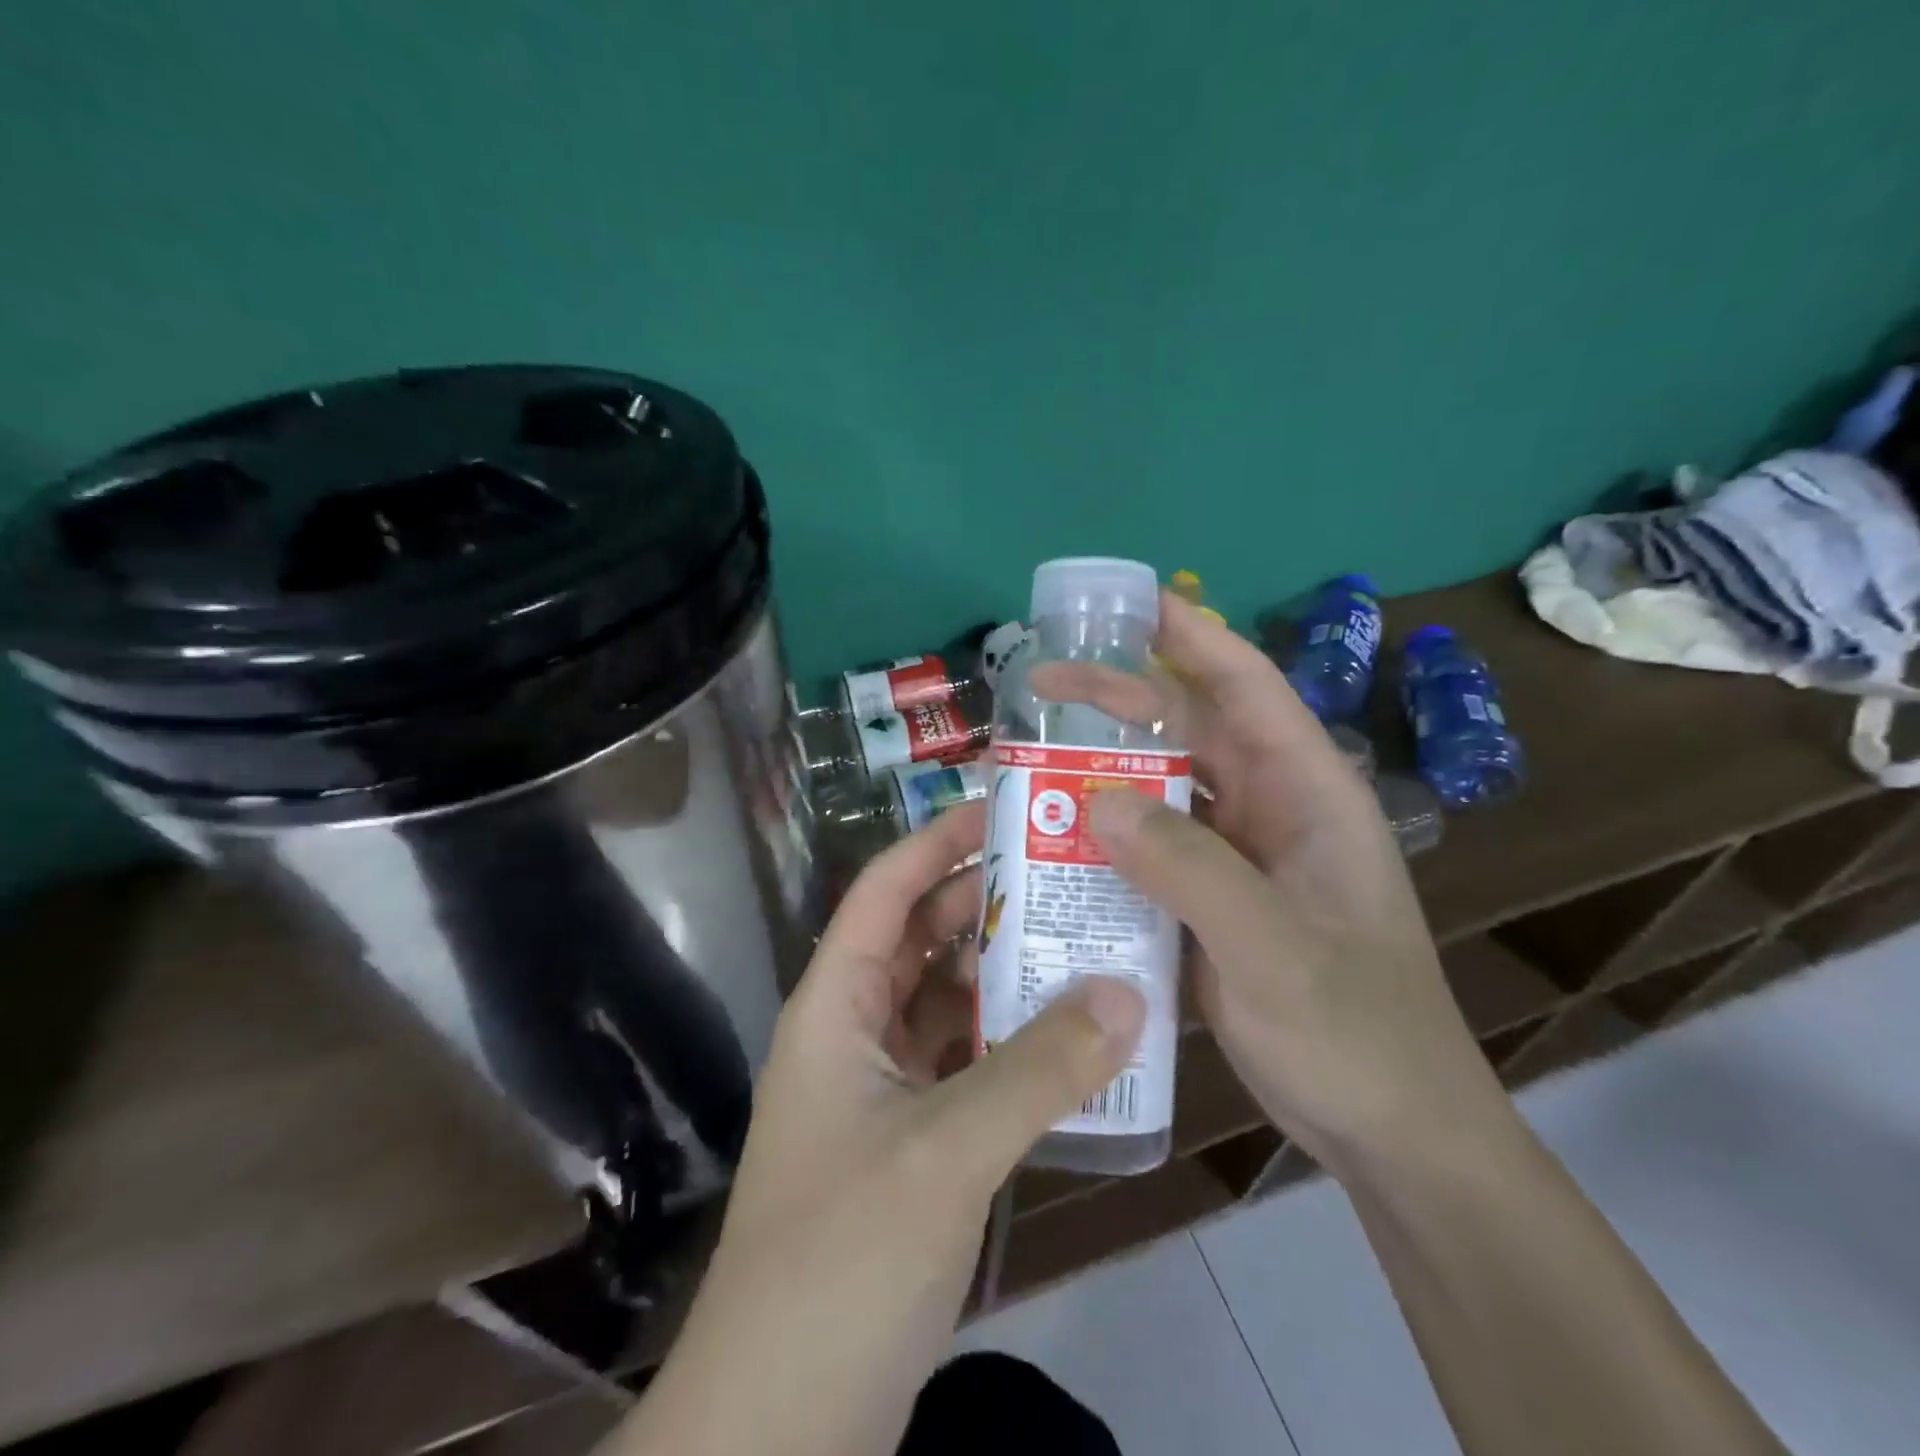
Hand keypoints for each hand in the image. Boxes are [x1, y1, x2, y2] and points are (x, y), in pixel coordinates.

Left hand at [619, 801, 1143, 1455]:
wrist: (780, 1427)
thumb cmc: (841, 1259)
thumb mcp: (946, 1151)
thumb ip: (1040, 1070)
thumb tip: (1128, 991)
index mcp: (835, 1006)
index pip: (884, 890)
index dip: (936, 842)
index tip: (1005, 811)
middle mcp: (854, 1031)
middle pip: (921, 938)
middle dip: (985, 902)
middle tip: (1067, 872)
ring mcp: (882, 1088)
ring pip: (948, 1001)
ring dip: (1005, 974)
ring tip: (1083, 938)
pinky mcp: (911, 1139)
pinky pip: (965, 1061)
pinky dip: (1010, 1042)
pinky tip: (1070, 1035)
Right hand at [1038, 593, 1514, 1178]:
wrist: (1386, 1130)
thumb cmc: (1355, 1030)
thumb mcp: (1274, 948)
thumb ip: (1189, 869)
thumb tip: (1094, 798)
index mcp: (1307, 794)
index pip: (1247, 689)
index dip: (1191, 637)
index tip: (1127, 603)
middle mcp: (1268, 811)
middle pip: (1185, 734)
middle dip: (1115, 704)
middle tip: (1036, 687)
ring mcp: (1234, 859)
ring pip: (1158, 792)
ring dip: (1099, 774)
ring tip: (1026, 760)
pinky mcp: (1204, 901)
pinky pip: (1145, 851)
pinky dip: (1100, 839)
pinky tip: (1049, 841)